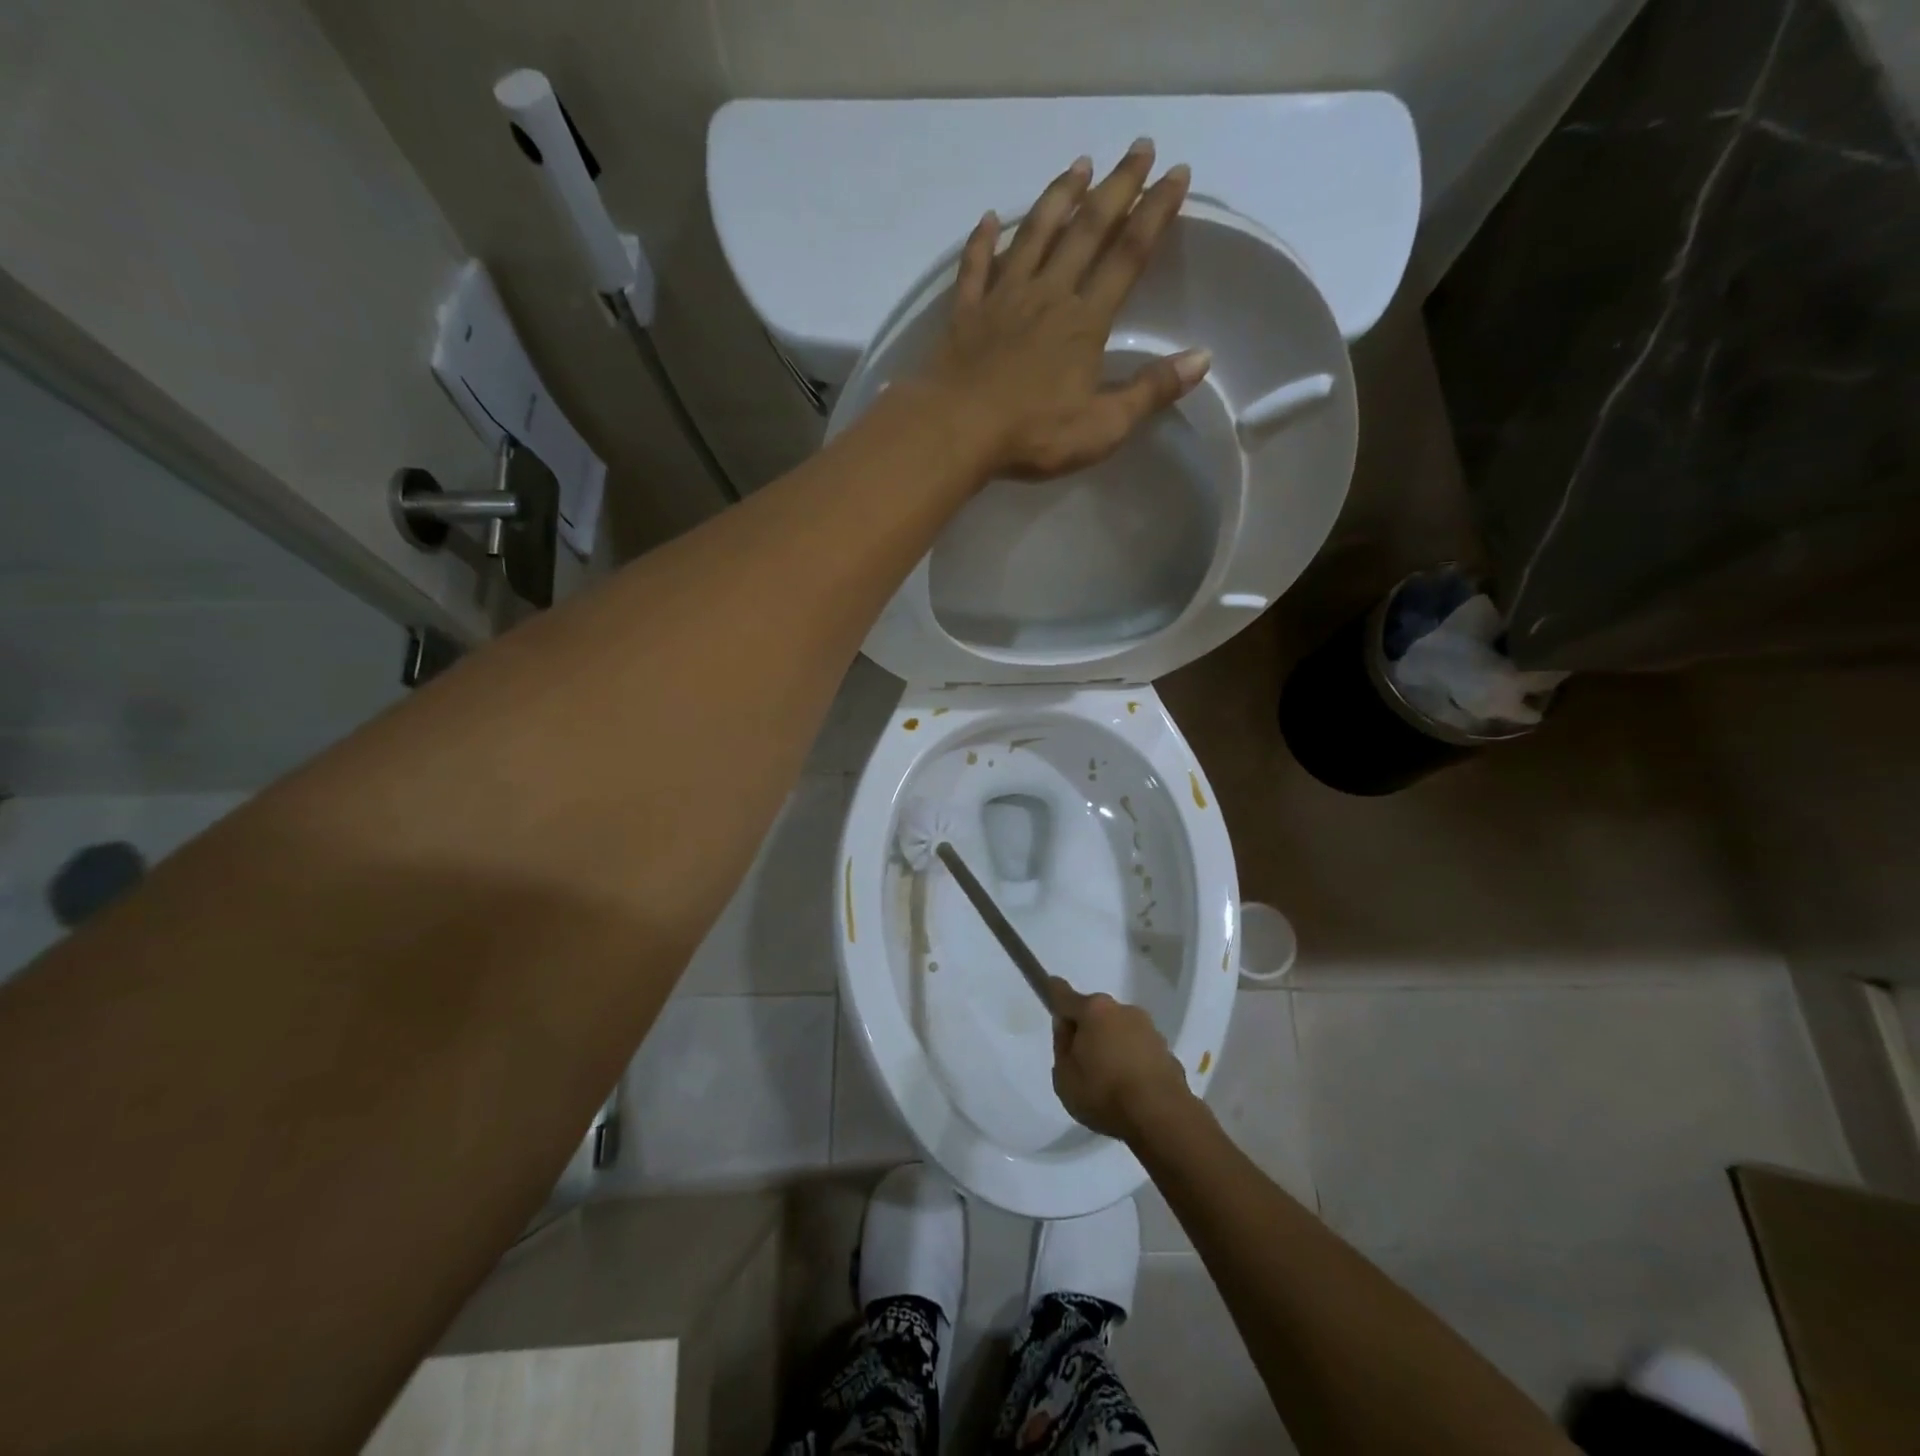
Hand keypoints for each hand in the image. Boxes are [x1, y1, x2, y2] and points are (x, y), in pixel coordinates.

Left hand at [919, 140, 1210, 480]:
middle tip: (1139, 147)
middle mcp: (1047, 295)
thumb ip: (1150, 392)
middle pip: (1086, 230)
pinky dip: (982, 241)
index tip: (1176, 174)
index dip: (1154, 214)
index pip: (1128, 257)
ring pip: (1033, 235)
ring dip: (1057, 197)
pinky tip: (989, 218)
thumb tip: (1201, 359)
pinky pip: (975, 267)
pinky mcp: (965, 313)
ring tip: (1078, 165)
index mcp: (1084, 322)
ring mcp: (1002, 299)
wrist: (957, 431)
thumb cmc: (1033, 434)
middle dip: (1116, 187)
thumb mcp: (1102, 427)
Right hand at [1050, 978, 1194, 1140]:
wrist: (1162, 1117)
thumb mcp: (1064, 1077)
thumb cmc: (1104, 1094)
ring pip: (1120, 1031)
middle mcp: (1122, 1010)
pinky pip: (1140, 1051)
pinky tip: (1131, 1089)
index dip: (1053, 992)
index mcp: (1093, 1011)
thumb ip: (1062, 1047)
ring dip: (1112, 1045)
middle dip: (1087, 1029)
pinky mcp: (1167, 1051)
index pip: (1064, 995)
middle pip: (1096, 1013)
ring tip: (1109, 1081)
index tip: (1049, 987)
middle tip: (1081, 1060)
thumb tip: (1069, 1029)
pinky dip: (1133, 1062)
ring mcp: (1149, 1029)